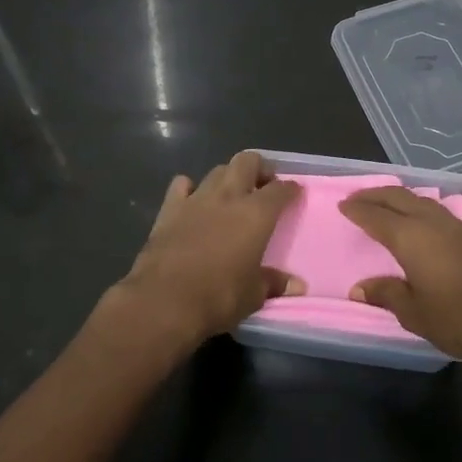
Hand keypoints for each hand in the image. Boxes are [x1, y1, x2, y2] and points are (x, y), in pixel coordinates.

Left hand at [115, 151, 304, 347]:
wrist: (164, 300)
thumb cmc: (218, 297)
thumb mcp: (253, 295)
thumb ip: (274, 283)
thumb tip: (297, 285)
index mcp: (256, 214)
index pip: (280, 190)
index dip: (290, 189)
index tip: (294, 192)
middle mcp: (228, 197)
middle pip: (247, 162)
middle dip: (259, 168)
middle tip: (263, 185)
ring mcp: (196, 199)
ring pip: (217, 170)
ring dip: (228, 177)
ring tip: (232, 194)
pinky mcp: (169, 208)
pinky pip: (182, 184)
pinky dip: (190, 188)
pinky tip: (193, 200)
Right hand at [340, 185, 461, 379]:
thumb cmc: (461, 318)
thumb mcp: (415, 313)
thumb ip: (386, 294)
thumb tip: (359, 288)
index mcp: (411, 237)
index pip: (376, 216)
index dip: (357, 210)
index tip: (341, 205)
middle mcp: (430, 222)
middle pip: (398, 197)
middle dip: (374, 195)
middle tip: (355, 199)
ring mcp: (454, 226)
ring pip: (418, 199)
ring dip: (396, 197)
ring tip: (381, 204)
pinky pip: (432, 208)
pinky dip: (414, 206)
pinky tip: (415, 218)